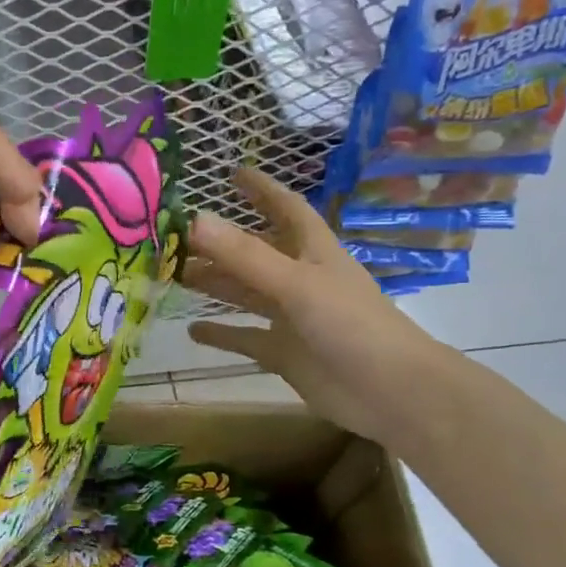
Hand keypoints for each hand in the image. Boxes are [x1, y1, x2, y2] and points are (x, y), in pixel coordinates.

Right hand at [183, 167, 442, 439]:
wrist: (390, 392)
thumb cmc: (351, 325)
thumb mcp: (296, 284)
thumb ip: (244, 256)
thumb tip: (193, 220)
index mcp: (312, 251)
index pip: (285, 208)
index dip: (262, 190)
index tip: (232, 173)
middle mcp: (300, 279)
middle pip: (254, 252)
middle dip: (220, 243)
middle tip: (175, 237)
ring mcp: (292, 318)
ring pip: (245, 293)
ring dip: (215, 283)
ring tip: (175, 275)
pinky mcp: (285, 353)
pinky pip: (246, 338)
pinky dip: (221, 334)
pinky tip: (191, 330)